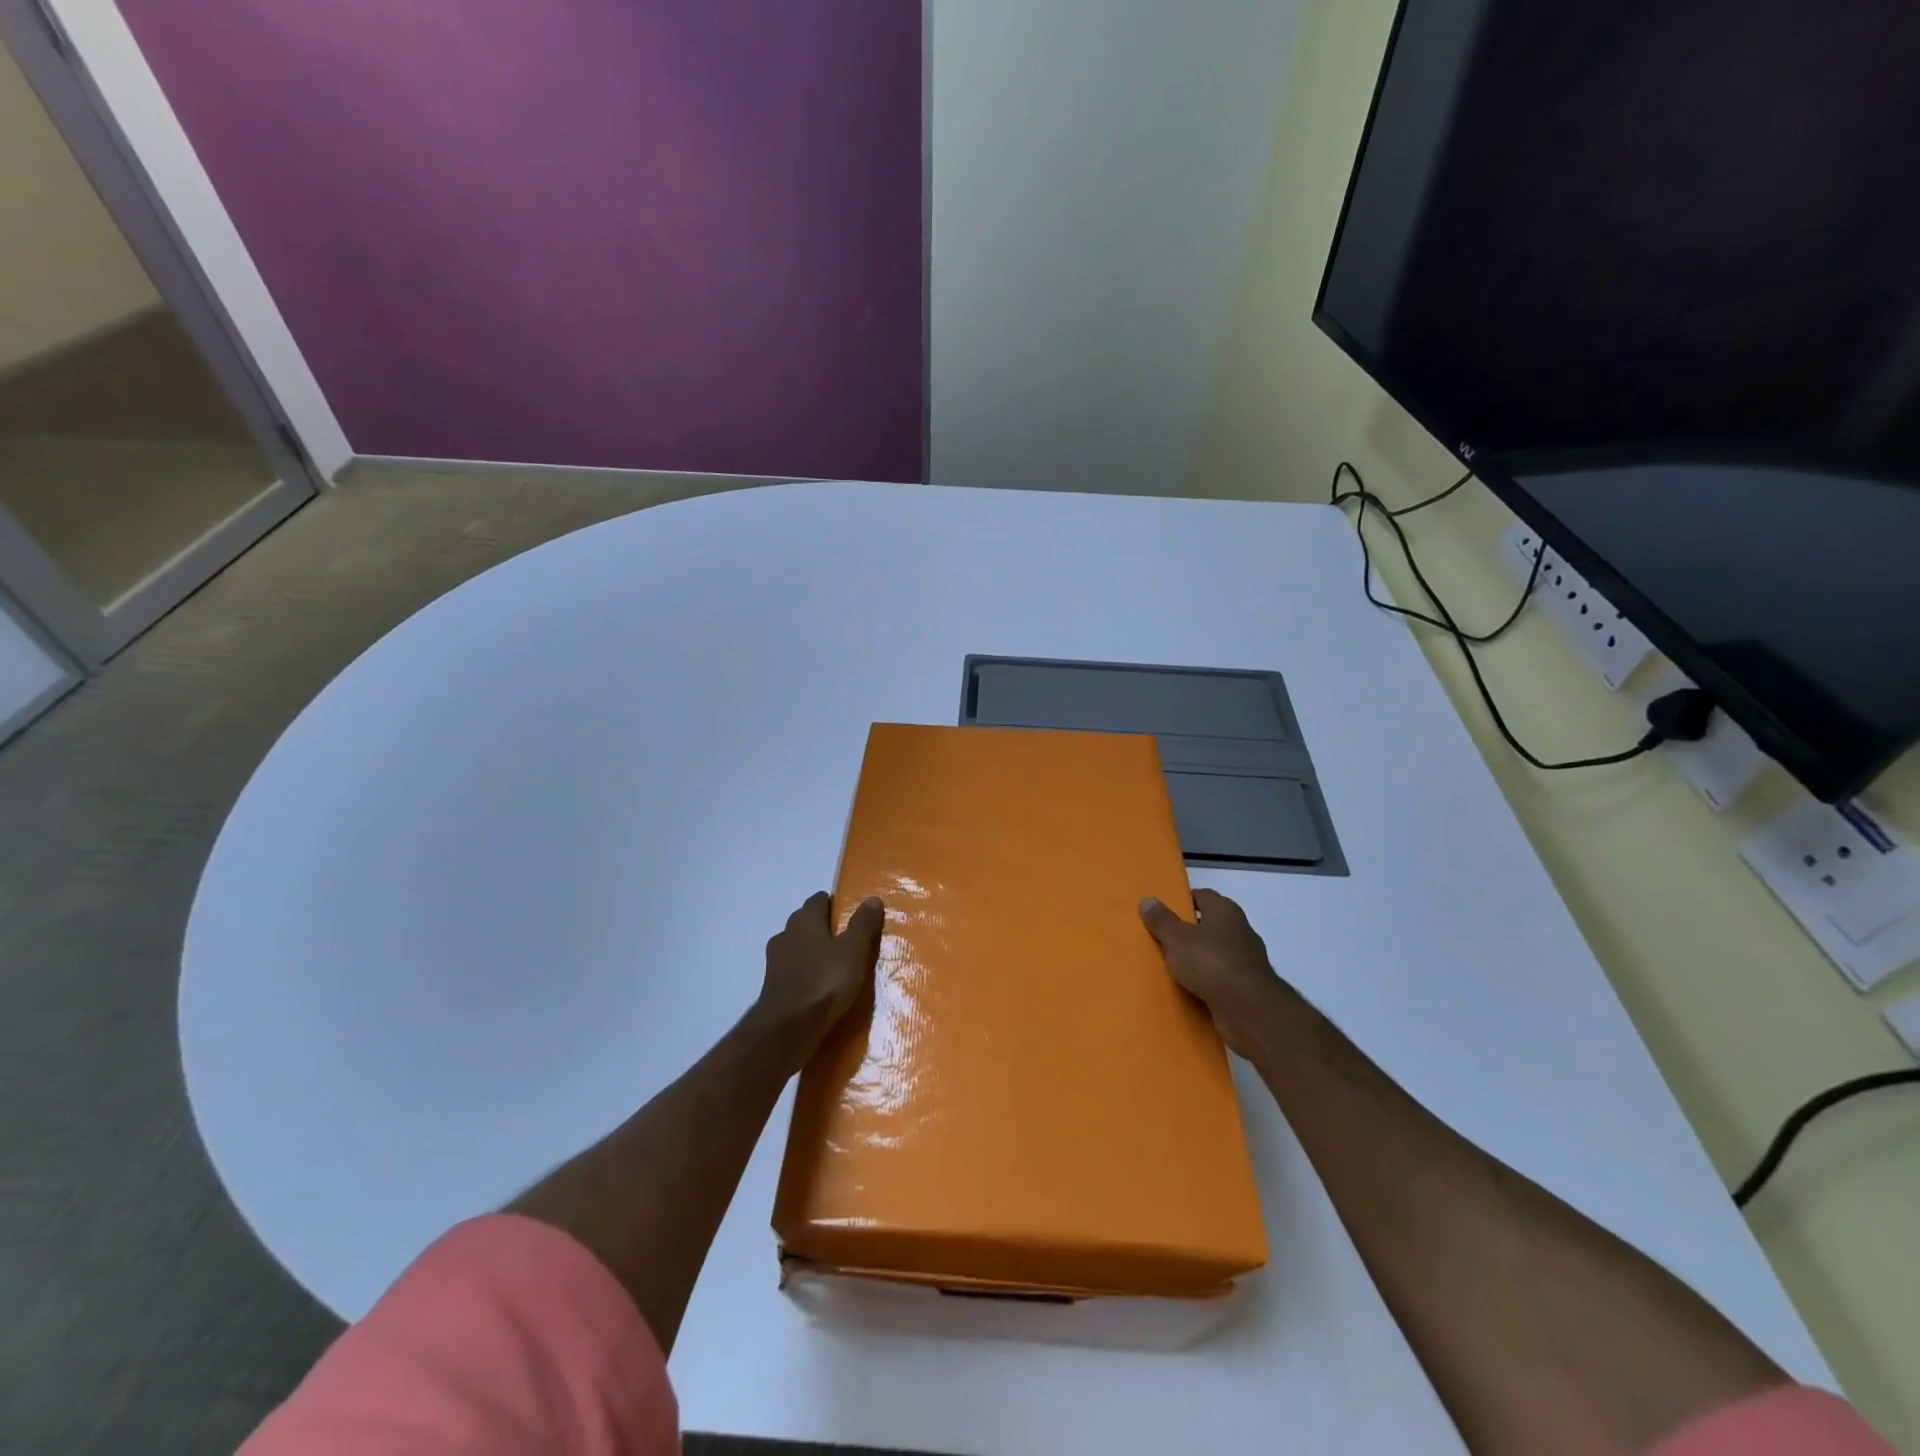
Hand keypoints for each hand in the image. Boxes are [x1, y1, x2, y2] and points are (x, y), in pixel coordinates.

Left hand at [755, 891, 885, 1066]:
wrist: (788, 1029)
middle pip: (806, 922)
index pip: (818, 900)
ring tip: (835, 966)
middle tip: (848, 941)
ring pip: (797, 947)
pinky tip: (819, 987)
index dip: (834, 904)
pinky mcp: (773, 986)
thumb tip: (872, 899)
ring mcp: (775, 961)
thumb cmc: (824, 981)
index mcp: (805, 920)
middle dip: (824, 928)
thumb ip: (863, 924)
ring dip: (813, 952)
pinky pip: (793, 971)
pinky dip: (805, 974)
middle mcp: (786, 934)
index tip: (851, 916)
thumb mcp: (854, 951)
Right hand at [1140, 889, 1283, 1057]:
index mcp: (1225, 911)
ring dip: (1198, 958)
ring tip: (1171, 966)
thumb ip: (1161, 920)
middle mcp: (1240, 930)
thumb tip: (1147, 900)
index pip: (1202, 896)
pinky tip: (1189, 988)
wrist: (1249, 1010)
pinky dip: (1207, 981)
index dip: (1182, 901)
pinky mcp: (1248, 986)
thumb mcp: (1176, 939)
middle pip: (1209, 925)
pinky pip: (1221, 977)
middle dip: (1188, 932)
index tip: (1162, 912)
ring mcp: (1247, 960)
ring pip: (1215, 953)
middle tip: (1161, 939)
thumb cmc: (1210, 963)